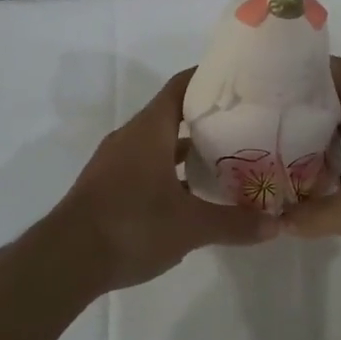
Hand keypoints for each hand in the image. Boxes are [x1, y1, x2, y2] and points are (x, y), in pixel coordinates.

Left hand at [49, 68, 274, 288]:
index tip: (239, 79)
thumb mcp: (190, 227)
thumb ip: (234, 223)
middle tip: (246, 122)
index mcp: (150, 130)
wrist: (64, 262)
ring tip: (228, 157)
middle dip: (208, 117)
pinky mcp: (109, 186)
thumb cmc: (131, 226)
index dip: (208, 77)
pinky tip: (194, 194)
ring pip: (160, 143)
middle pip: (173, 114)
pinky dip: (172, 172)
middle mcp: (131, 137)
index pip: (181, 86)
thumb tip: (276, 225)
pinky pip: (148, 166)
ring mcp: (116, 162)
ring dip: (189, 148)